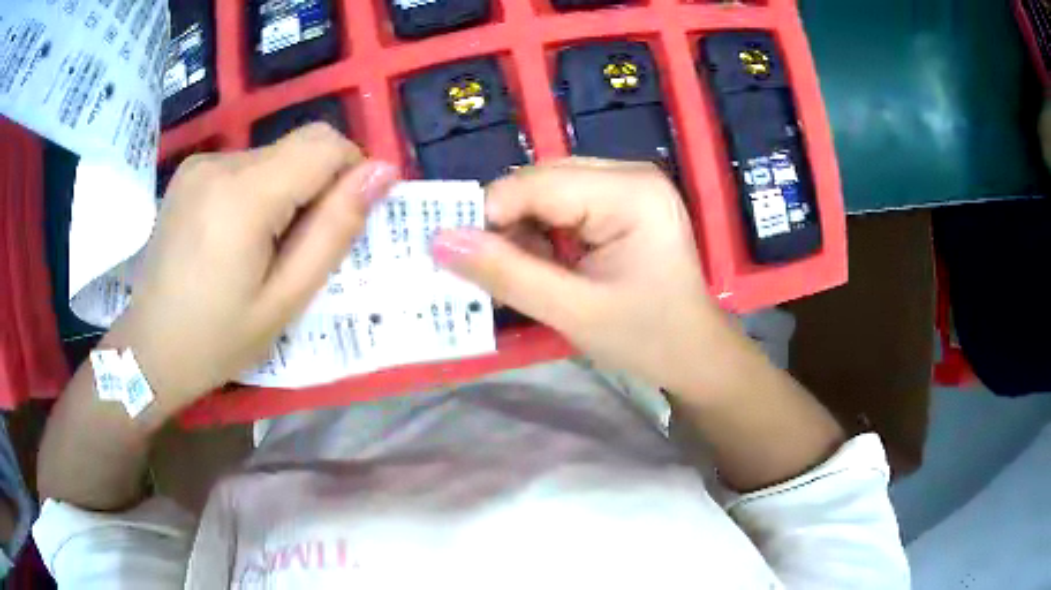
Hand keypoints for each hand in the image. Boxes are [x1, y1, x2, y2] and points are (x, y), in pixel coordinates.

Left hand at [114, 124, 396, 411]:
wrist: (149, 348)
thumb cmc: (218, 339)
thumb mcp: (286, 300)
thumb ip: (334, 231)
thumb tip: (382, 173)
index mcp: (243, 195)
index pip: (325, 144)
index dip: (350, 172)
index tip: (341, 221)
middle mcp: (219, 162)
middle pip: (299, 147)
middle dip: (316, 187)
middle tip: (298, 248)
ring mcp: (200, 163)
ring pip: (274, 156)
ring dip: (286, 192)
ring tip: (261, 250)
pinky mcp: (189, 171)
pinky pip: (245, 165)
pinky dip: (258, 191)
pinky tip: (235, 237)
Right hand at [431, 158, 746, 396]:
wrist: (696, 355)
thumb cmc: (648, 339)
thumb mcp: (574, 312)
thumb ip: (507, 274)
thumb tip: (440, 241)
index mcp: (630, 192)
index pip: (537, 185)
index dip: (487, 215)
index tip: (453, 256)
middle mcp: (630, 174)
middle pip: (541, 183)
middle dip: (506, 225)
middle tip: (483, 270)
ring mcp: (628, 186)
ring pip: (547, 193)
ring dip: (521, 232)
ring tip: (514, 275)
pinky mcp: (623, 203)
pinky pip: (564, 206)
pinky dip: (542, 235)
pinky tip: (541, 267)